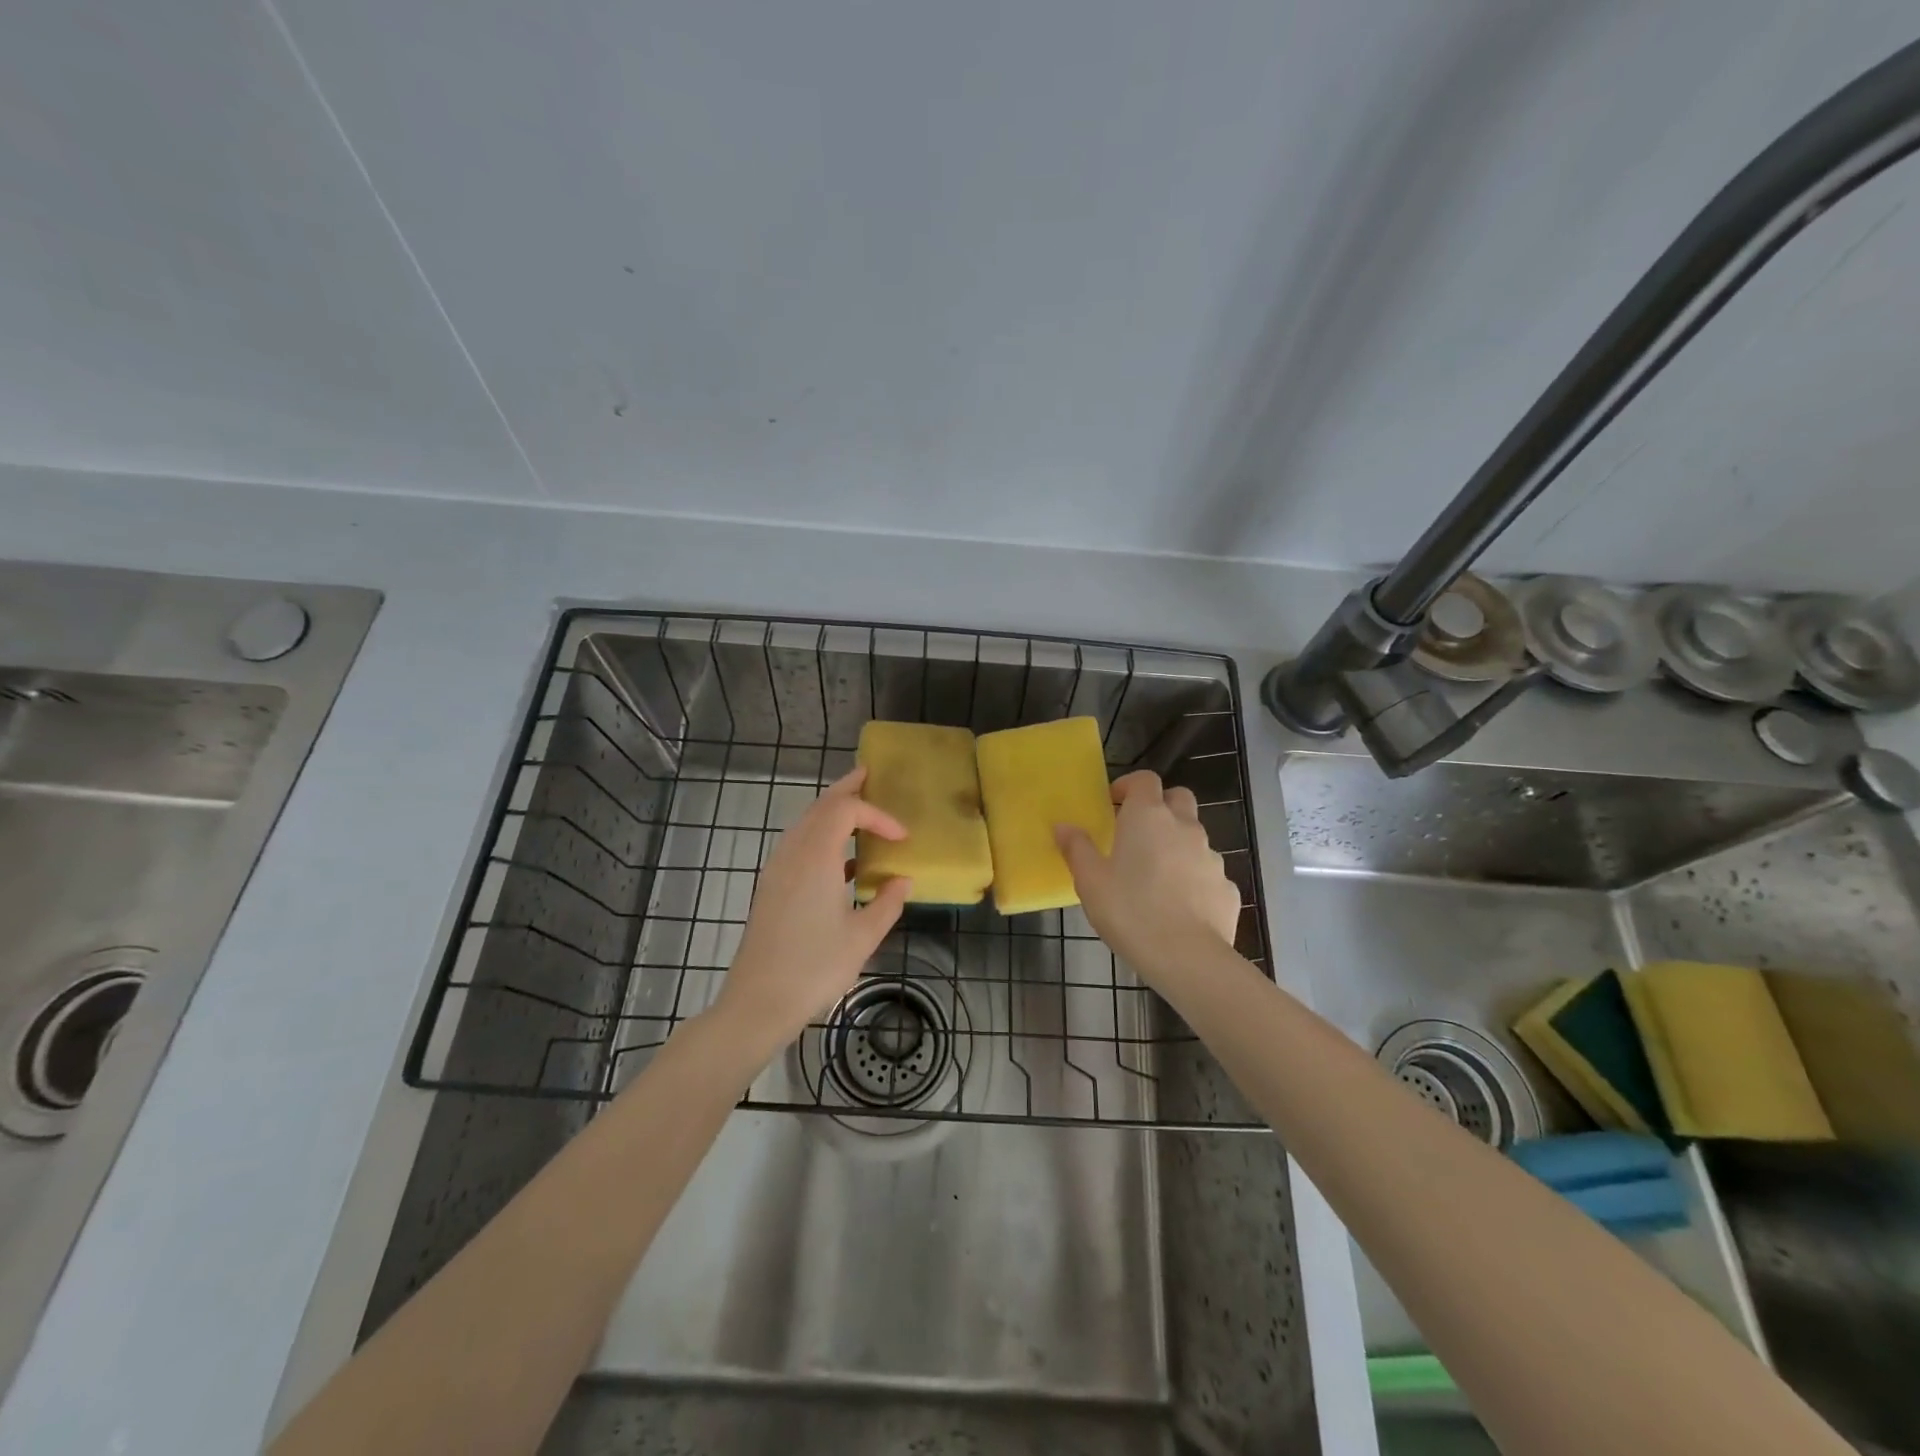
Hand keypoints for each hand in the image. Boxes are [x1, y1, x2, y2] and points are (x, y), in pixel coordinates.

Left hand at [712, 767, 911, 1056]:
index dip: (877, 815)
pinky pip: (797, 844)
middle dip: (846, 790)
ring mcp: (776, 869)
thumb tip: (902, 881)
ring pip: (805, 824)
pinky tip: (839, 859)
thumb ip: (887, 903)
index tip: (902, 837)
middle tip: (869, 776)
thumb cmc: (815, 968)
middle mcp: (792, 853)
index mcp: (816, 857)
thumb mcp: (863, 937)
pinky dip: (820, 835)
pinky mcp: (770, 887)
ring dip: (830, 811)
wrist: (758, 1001)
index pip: (846, 811)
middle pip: (819, 806)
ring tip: (857, 809)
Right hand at [1055, 770, 1240, 983]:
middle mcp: (1184, 827)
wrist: (1188, 958)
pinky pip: (1207, 873)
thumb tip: (1063, 826)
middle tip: (1137, 832)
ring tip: (1155, 876)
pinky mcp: (1227, 887)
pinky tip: (1179, 907)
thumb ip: (1076, 848)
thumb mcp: (1090, 881)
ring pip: (1194, 837)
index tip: (1113, 804)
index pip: (1145, 779)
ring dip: (1176, 844)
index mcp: (1148, 817)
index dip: (1129, 785)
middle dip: (1159, 806)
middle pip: (1178, 798)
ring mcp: (1211, 857)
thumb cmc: (1130, 911)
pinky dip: (1193, 879)